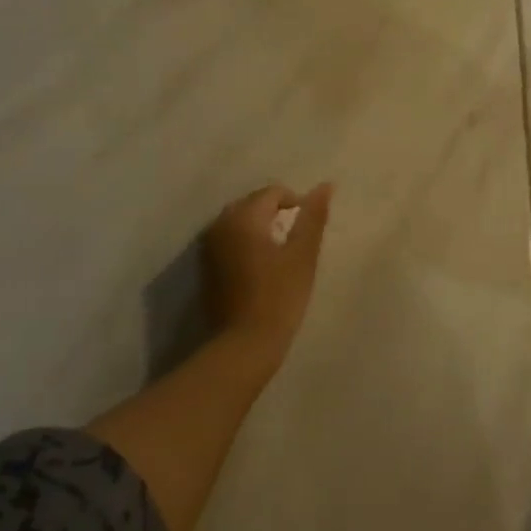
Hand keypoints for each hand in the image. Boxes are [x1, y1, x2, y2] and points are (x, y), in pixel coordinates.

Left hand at [203, 182, 332, 367]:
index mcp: (243, 217)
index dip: (296, 204)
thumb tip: (325, 185)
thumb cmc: (280, 296)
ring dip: (260, 229)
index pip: (273, 193)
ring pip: (239, 222)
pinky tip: (260, 268)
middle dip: (276, 214)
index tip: (308, 231)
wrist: (244, 344)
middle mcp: (220, 225)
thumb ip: (313, 217)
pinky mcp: (205, 267)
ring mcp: (208, 246)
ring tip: (280, 254)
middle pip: (253, 204)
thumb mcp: (303, 254)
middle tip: (296, 241)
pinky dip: (246, 244)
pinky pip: (229, 240)